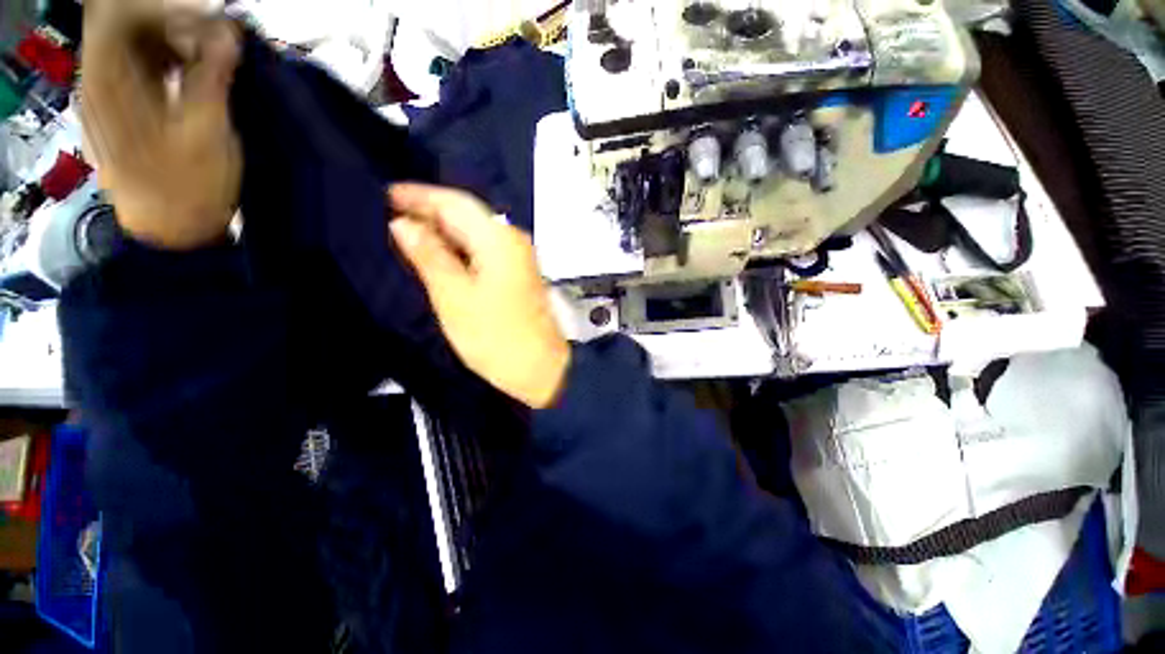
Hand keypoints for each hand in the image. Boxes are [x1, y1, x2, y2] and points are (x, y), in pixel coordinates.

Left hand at [80, 2, 240, 249]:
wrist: (174, 230)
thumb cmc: (191, 187)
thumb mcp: (208, 132)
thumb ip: (213, 77)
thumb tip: (227, 31)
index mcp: (109, 81)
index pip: (121, 13)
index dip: (164, 9)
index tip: (207, 22)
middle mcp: (96, 80)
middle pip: (125, 25)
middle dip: (171, 24)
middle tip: (212, 43)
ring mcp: (103, 96)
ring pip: (130, 43)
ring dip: (169, 42)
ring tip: (205, 59)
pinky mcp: (115, 110)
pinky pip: (133, 66)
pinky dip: (162, 61)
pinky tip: (187, 74)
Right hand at [389, 184, 570, 409]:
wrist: (540, 368)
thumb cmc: (495, 337)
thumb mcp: (454, 296)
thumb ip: (429, 256)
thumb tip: (403, 224)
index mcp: (499, 239)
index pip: (455, 202)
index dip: (419, 195)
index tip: (386, 194)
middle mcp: (513, 240)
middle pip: (467, 215)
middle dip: (430, 212)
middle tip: (390, 215)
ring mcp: (519, 258)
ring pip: (476, 233)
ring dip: (444, 231)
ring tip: (407, 234)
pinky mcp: (519, 275)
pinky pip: (484, 251)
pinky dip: (460, 250)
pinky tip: (440, 256)